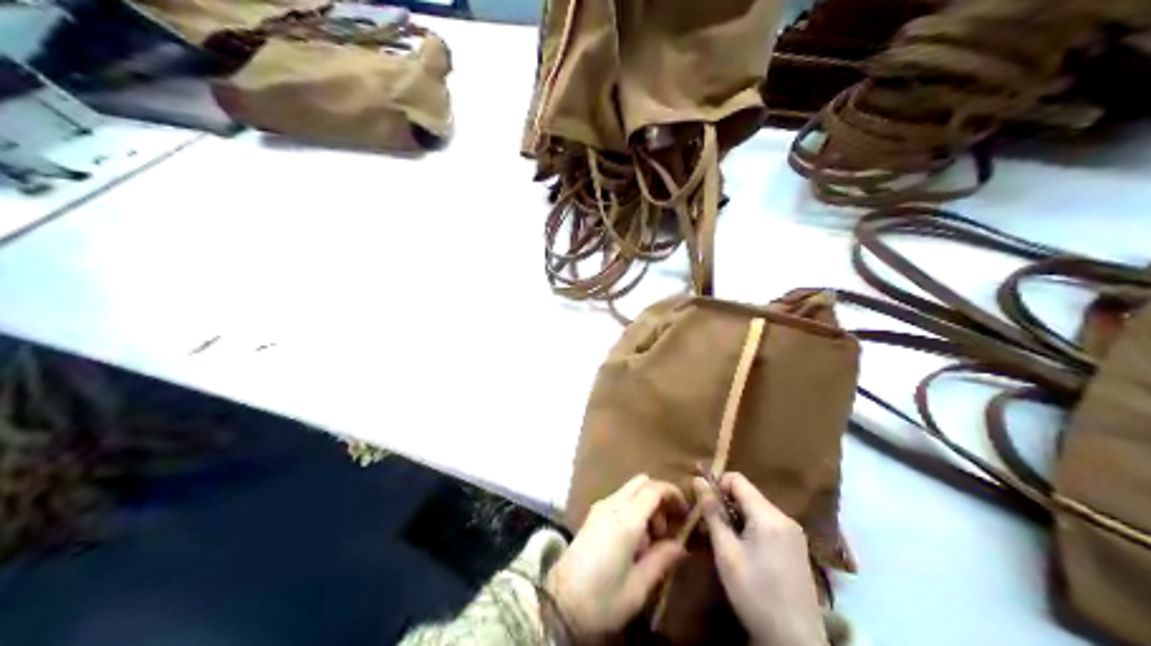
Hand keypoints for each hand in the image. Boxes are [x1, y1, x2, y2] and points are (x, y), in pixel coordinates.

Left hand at [544, 473, 682, 641]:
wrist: (557, 606)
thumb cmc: (601, 599)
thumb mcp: (639, 587)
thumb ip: (662, 560)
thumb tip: (680, 545)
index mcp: (625, 520)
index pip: (654, 489)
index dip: (674, 494)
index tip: (686, 514)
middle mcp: (610, 506)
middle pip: (641, 482)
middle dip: (659, 498)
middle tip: (667, 527)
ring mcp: (597, 510)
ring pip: (629, 491)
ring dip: (645, 505)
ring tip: (651, 541)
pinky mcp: (590, 519)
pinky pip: (618, 501)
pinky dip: (631, 510)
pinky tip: (633, 541)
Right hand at [691, 471, 828, 645]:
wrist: (794, 637)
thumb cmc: (754, 593)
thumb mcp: (727, 553)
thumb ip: (713, 514)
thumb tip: (698, 480)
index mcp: (769, 515)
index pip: (738, 479)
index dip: (715, 485)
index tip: (700, 505)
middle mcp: (785, 517)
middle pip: (749, 495)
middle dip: (726, 505)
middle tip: (708, 528)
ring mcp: (794, 533)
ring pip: (758, 511)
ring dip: (738, 519)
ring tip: (723, 544)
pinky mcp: (797, 548)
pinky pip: (769, 526)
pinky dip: (752, 530)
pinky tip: (744, 555)